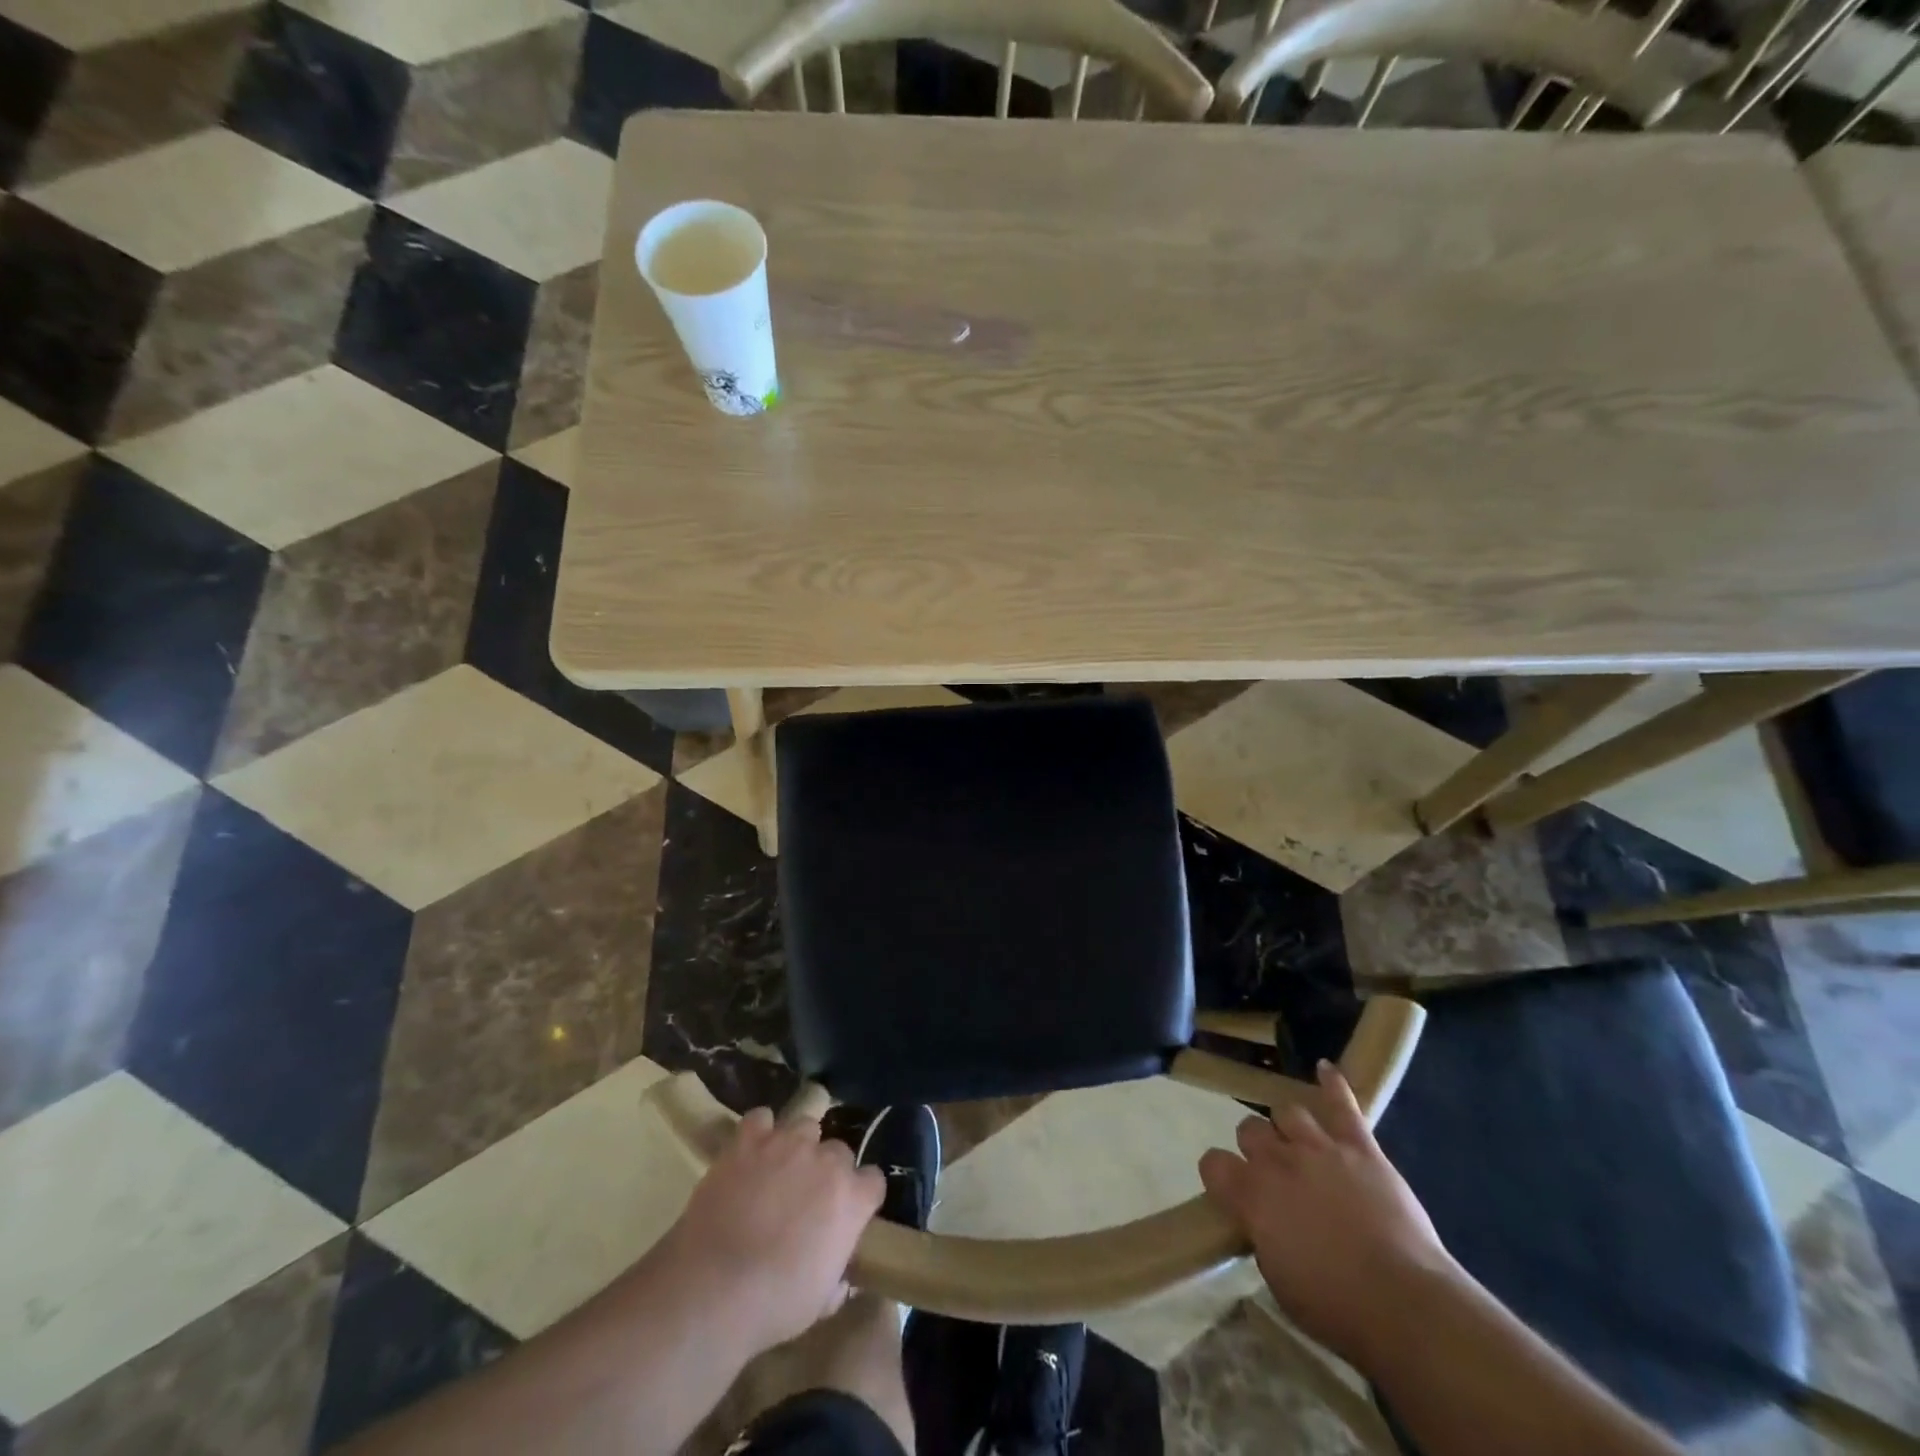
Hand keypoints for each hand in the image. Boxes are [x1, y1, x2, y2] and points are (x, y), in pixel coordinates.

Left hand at [663, 1107, 884, 1357]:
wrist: (714, 1288)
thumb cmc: (774, 1303)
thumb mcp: (820, 1302)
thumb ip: (837, 1277)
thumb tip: (840, 1278)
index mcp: (852, 1198)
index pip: (873, 1181)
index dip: (860, 1197)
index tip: (846, 1214)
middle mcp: (826, 1160)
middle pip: (838, 1150)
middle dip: (827, 1170)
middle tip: (807, 1198)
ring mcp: (787, 1143)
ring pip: (804, 1126)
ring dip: (797, 1146)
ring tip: (779, 1170)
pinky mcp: (749, 1140)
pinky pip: (760, 1119)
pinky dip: (758, 1132)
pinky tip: (750, 1152)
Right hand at [1198, 1060, 1459, 1365]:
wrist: (1404, 1303)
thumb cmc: (1336, 1307)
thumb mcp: (1278, 1279)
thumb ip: (1262, 1235)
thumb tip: (1262, 1220)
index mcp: (1251, 1195)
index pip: (1212, 1163)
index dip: (1220, 1175)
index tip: (1231, 1191)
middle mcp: (1278, 1160)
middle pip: (1250, 1129)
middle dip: (1256, 1147)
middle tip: (1274, 1174)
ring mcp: (1320, 1147)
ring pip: (1288, 1111)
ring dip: (1289, 1126)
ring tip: (1299, 1142)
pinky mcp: (1360, 1147)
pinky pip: (1343, 1105)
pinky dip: (1333, 1084)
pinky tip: (1325, 1069)